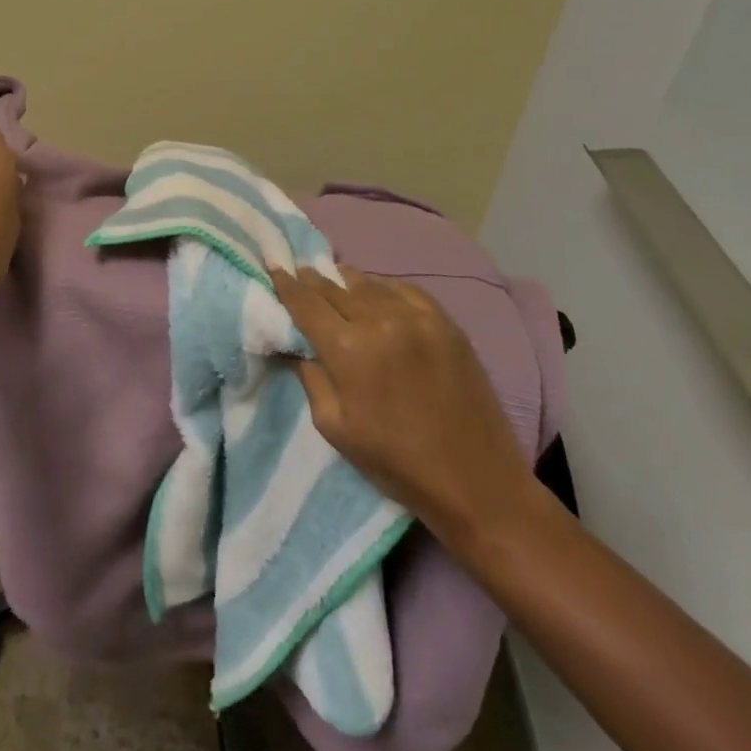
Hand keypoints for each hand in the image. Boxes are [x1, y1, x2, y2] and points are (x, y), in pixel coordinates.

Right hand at [269, 266, 543, 557]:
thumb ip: (310, 376)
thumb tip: (295, 345)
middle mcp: (380, 321)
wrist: (476, 482)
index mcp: (348, 349)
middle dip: (313, 280)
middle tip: (300, 271)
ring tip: (334, 278)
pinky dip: (384, 287)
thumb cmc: (395, 462)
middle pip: (335, 288)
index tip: (274, 268)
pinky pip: (405, 290)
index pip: (306, 304)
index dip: (286, 285)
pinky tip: (377, 291)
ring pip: (369, 284)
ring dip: (346, 281)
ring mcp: (417, 318)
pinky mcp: (446, 323)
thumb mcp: (334, 426)